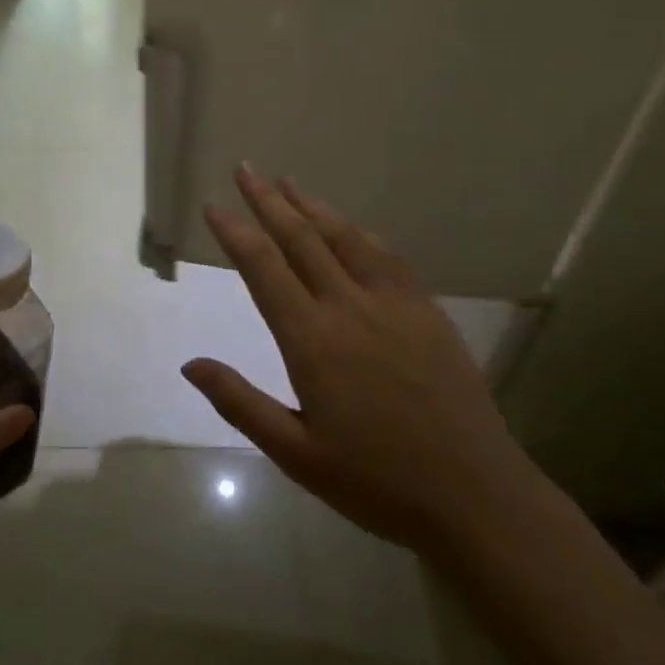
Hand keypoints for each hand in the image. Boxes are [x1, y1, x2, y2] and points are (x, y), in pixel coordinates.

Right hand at [182, 166, 519, 555]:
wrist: (475, 495)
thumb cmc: (376, 482)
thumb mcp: (296, 454)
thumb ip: (240, 403)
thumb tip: (190, 364)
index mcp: (312, 340)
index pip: (263, 268)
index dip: (234, 231)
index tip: (213, 204)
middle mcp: (350, 306)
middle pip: (301, 237)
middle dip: (268, 200)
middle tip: (245, 169)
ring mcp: (393, 303)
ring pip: (344, 237)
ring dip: (312, 205)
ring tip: (288, 181)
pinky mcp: (426, 310)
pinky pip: (386, 256)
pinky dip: (358, 231)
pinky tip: (349, 226)